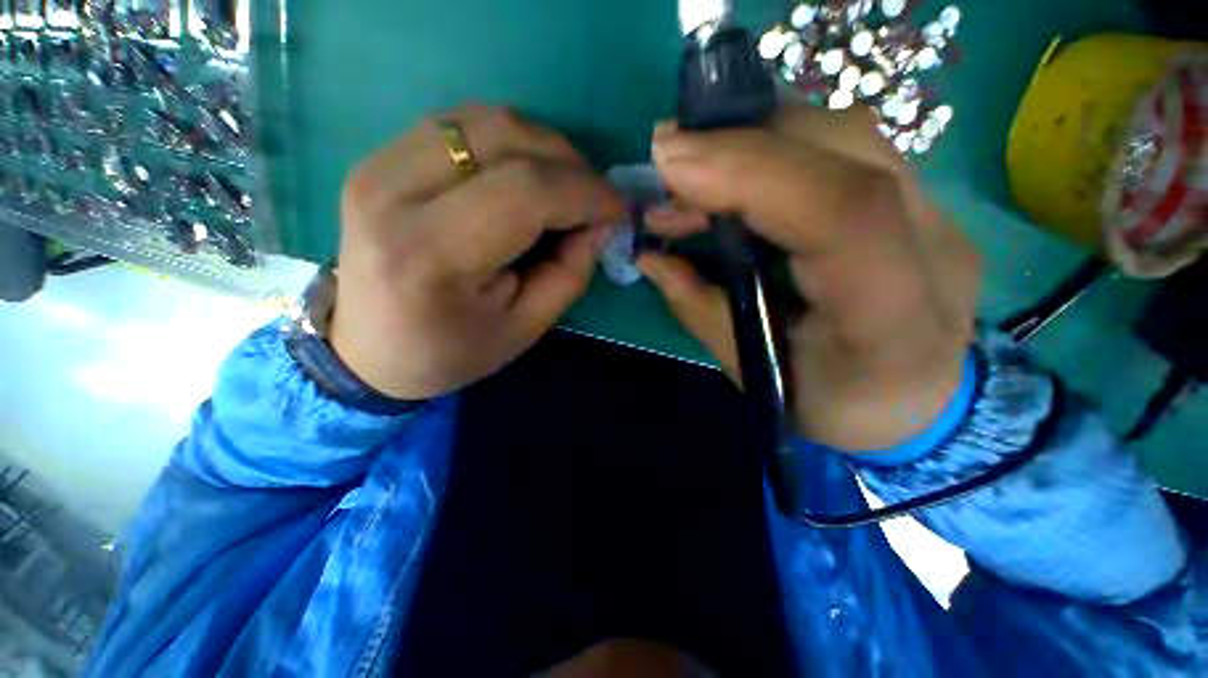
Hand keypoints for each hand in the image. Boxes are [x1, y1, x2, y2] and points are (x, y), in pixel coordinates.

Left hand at [330, 106, 624, 399]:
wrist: (371, 349)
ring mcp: (377, 166)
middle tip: (593, 197)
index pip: (525, 192)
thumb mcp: (526, 327)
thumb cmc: (453, 350)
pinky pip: (459, 125)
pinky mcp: (377, 158)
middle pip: (504, 137)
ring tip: (564, 186)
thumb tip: (599, 222)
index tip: (617, 209)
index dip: (585, 191)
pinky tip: (523, 176)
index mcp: (432, 255)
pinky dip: (507, 142)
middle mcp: (394, 194)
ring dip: (541, 146)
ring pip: (483, 119)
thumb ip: (570, 272)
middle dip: (568, 162)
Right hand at [640, 105, 981, 451]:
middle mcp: (932, 249)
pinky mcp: (921, 199)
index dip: (752, 171)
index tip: (672, 162)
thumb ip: (702, 310)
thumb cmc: (833, 403)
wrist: (918, 401)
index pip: (842, 213)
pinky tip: (734, 171)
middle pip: (845, 150)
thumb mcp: (758, 373)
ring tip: (691, 169)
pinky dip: (777, 147)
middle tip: (668, 160)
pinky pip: (844, 148)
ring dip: (754, 138)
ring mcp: (938, 214)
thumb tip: (651, 256)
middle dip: (739, 143)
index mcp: (892, 318)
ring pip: (845, 135)